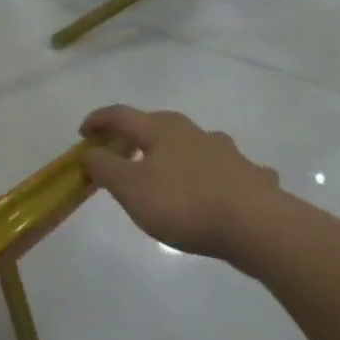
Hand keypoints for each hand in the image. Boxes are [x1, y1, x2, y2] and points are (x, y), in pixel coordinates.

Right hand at [80, 105, 282, 261]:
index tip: (83, 134)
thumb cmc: (183, 203)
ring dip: (177, 152)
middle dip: (137, 134)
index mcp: (161, 130)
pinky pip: (227, 170)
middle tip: (122, 152)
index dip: (98, 121)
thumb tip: (90, 152)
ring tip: (169, 171)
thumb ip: (105, 167)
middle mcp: (194, 133)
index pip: (121, 115)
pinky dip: (215, 175)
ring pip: (194, 144)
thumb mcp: (130, 188)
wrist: (257, 224)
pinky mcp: (250, 176)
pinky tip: (220, 191)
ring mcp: (226, 152)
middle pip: (158, 123)